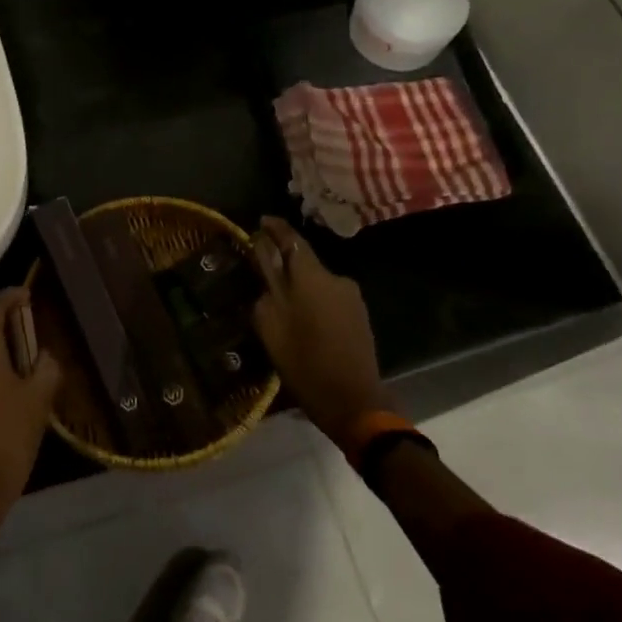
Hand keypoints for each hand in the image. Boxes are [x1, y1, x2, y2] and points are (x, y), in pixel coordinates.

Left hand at [0, 288, 59, 518]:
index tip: (27, 295)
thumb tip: (44, 357)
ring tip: (30, 381)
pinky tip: (12, 402)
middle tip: (39, 351)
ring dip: (3, 364)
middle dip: (13, 339)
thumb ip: (46, 368)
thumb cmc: (10, 439)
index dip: (9, 297)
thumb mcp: (39, 400)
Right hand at [250, 217, 390, 449]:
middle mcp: (336, 278)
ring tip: (280, 302)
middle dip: (284, 263)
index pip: (292, 239)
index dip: (275, 228)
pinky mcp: (359, 315)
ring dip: (299, 285)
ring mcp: (352, 297)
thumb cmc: (304, 362)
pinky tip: (302, 319)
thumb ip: (266, 284)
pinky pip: (329, 297)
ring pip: (317, 281)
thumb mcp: (271, 323)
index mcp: (312, 276)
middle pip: (305, 261)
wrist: (354, 401)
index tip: (261, 221)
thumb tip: (262, 256)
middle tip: (262, 271)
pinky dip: (313, 300)